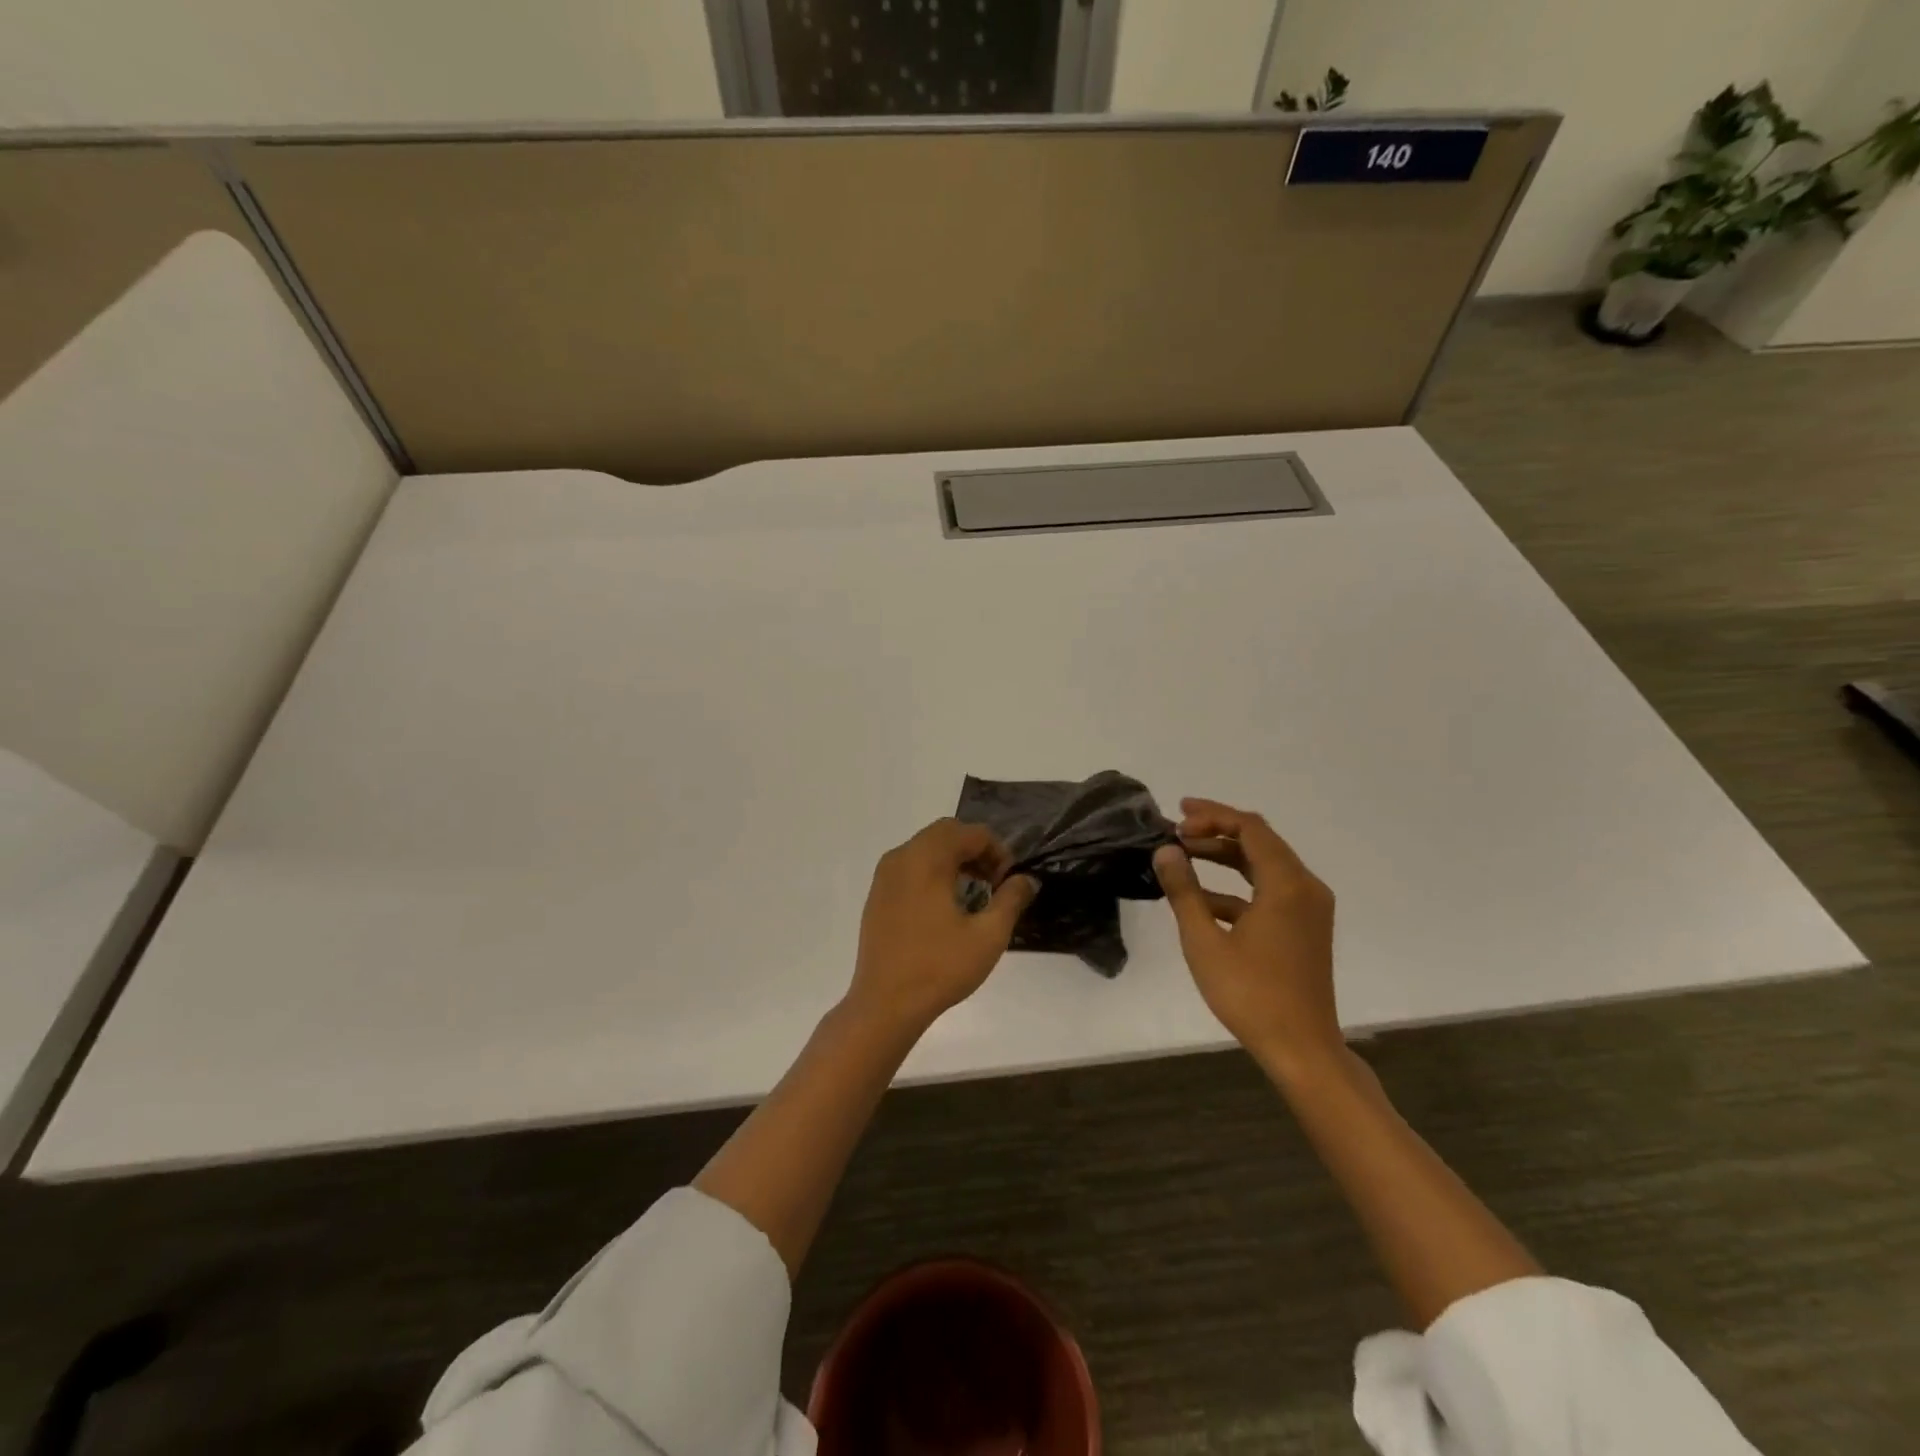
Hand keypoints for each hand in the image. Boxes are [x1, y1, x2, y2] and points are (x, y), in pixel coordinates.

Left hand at [848, 818, 1038, 1032]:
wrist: (885, 1004)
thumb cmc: (939, 967)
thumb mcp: (988, 935)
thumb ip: (1011, 899)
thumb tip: (1026, 879)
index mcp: (927, 858)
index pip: (970, 832)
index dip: (997, 851)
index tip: (1008, 883)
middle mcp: (902, 857)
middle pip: (946, 833)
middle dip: (975, 850)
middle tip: (993, 882)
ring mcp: (884, 876)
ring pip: (925, 848)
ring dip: (953, 859)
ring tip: (972, 894)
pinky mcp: (877, 895)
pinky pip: (909, 867)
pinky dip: (932, 872)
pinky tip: (943, 907)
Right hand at [1152, 797, 1341, 1075]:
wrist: (1301, 1049)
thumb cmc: (1251, 994)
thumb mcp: (1205, 941)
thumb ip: (1184, 891)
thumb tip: (1166, 851)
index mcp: (1287, 884)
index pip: (1250, 828)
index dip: (1212, 816)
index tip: (1176, 820)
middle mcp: (1305, 888)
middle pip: (1260, 841)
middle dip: (1217, 830)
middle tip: (1177, 829)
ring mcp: (1308, 909)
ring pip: (1264, 866)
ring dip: (1226, 856)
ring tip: (1185, 854)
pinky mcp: (1304, 928)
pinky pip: (1270, 892)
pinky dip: (1237, 887)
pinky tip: (1202, 899)